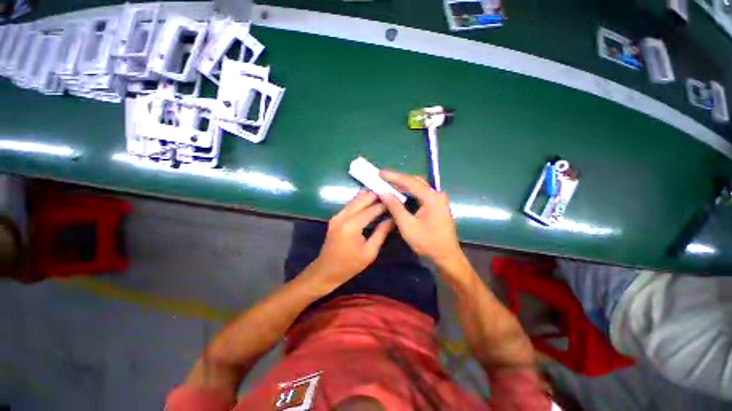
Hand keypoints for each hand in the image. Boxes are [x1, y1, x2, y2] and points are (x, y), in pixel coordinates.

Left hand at [312, 190, 393, 290]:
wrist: (326, 271)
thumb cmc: (350, 265)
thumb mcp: (370, 252)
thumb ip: (381, 233)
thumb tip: (392, 219)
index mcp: (352, 226)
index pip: (371, 210)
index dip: (384, 204)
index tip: (395, 200)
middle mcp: (342, 217)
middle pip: (361, 200)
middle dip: (375, 194)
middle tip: (389, 191)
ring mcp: (337, 216)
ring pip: (354, 200)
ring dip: (367, 196)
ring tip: (381, 193)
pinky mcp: (335, 218)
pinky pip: (349, 205)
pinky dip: (359, 201)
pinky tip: (368, 200)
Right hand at [378, 170, 462, 267]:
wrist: (446, 257)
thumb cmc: (427, 243)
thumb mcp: (408, 226)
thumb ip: (395, 207)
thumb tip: (383, 193)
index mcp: (432, 197)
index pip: (410, 182)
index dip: (393, 176)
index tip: (380, 173)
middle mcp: (437, 194)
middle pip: (415, 181)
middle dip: (398, 179)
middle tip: (382, 177)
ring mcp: (438, 199)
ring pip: (418, 186)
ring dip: (403, 185)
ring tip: (388, 183)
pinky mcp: (437, 204)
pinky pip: (421, 193)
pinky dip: (409, 192)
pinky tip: (400, 193)